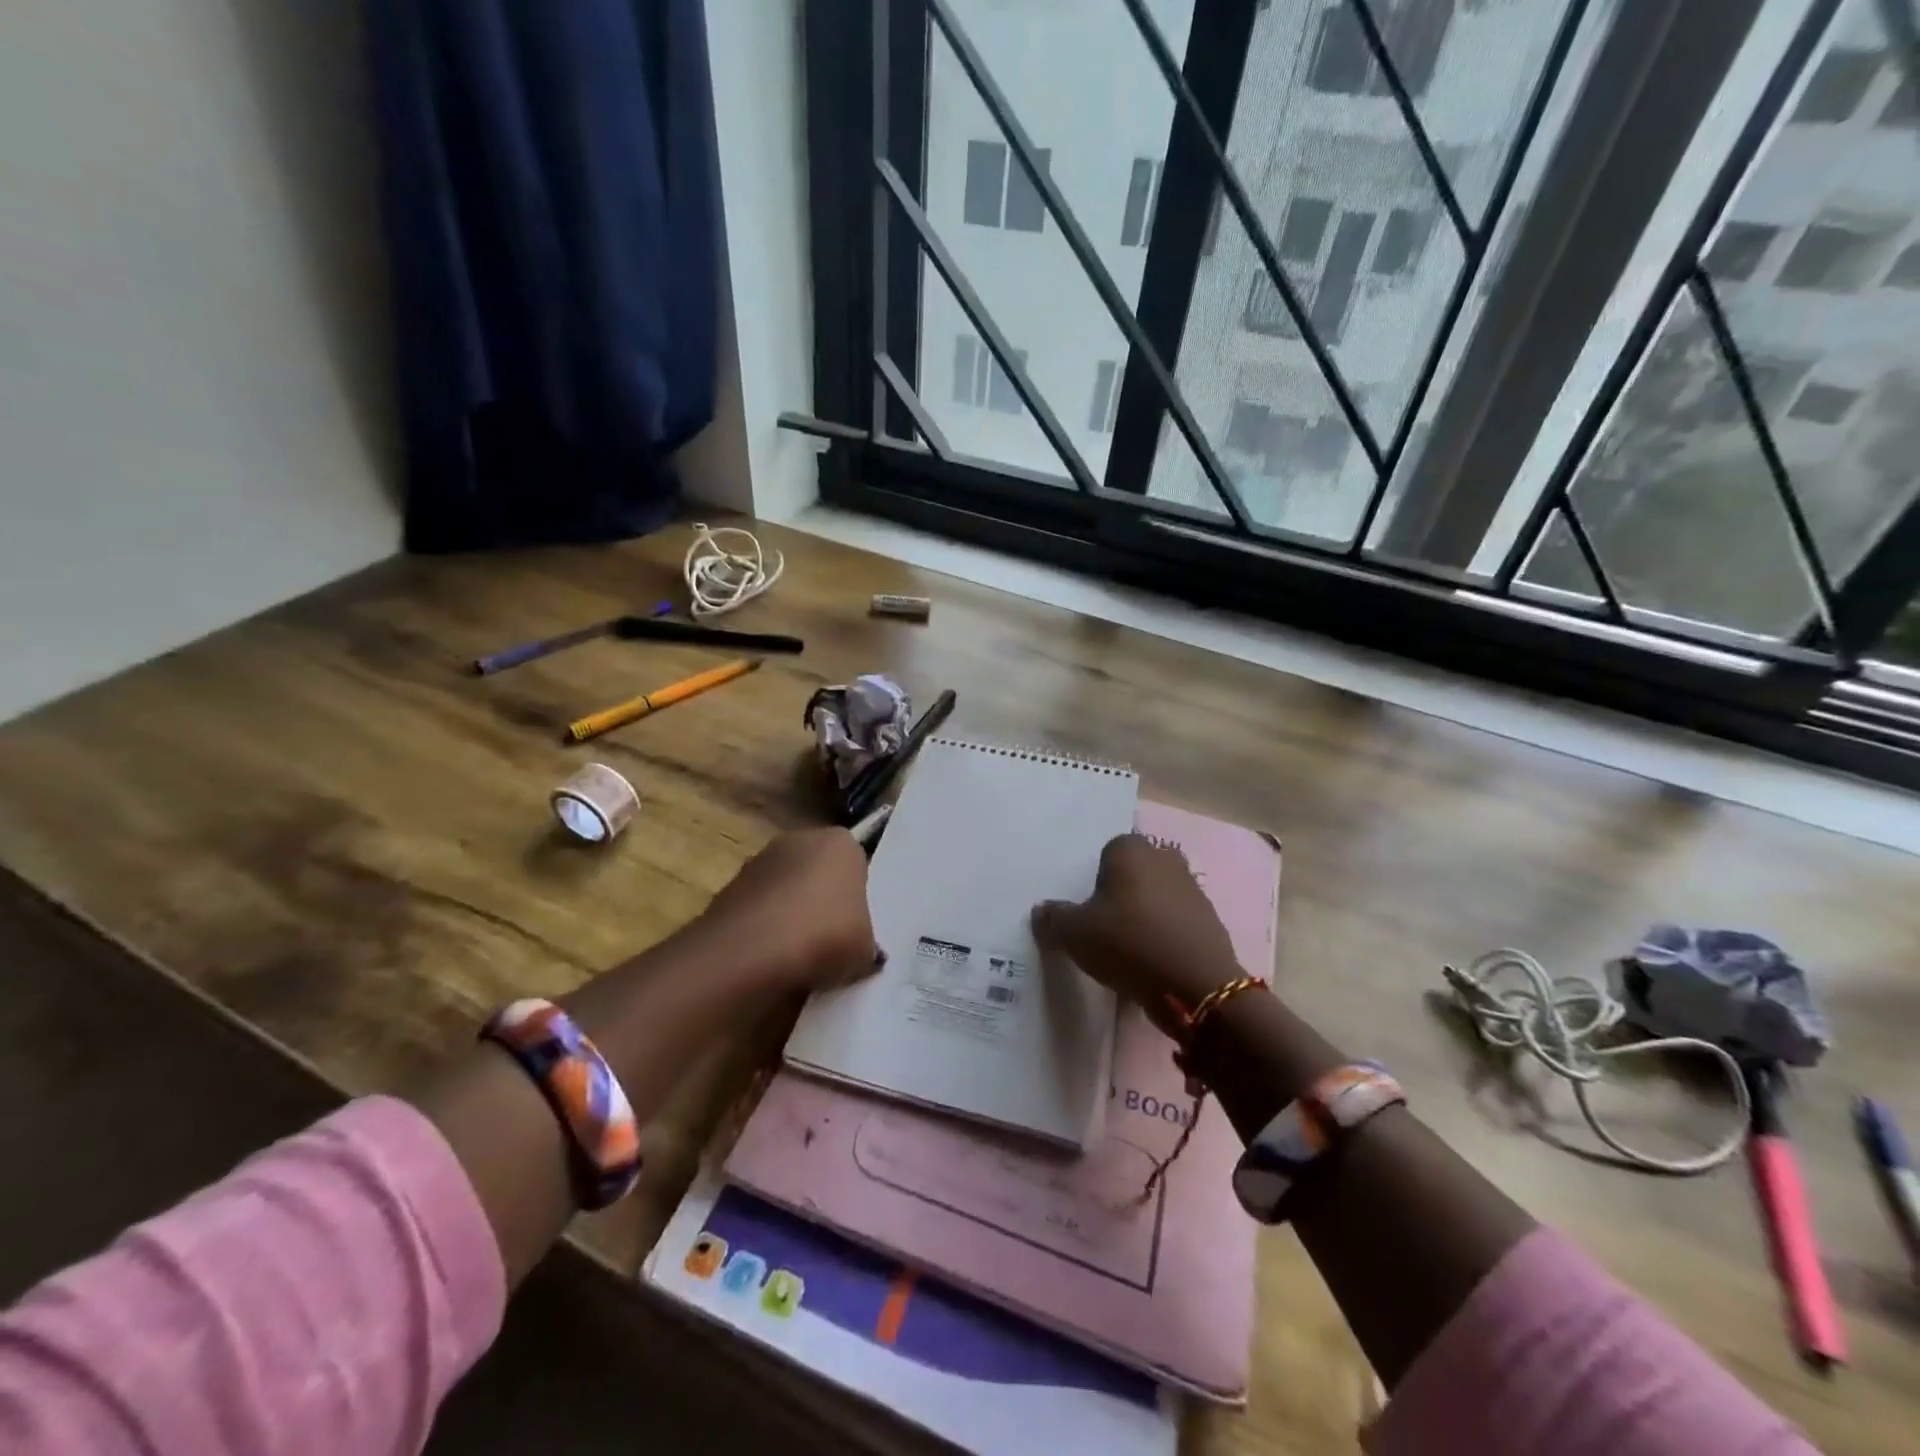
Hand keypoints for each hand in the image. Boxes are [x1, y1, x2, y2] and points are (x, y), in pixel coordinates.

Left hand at [697, 827, 879, 992]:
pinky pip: (758, 912)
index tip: (858, 925)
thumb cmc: (824, 935)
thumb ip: (866, 942)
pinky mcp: (728, 890)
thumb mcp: (867, 948)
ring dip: (790, 917)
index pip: (856, 863)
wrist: (749, 953)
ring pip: (785, 891)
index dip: (858, 895)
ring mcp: (758, 862)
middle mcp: (799, 840)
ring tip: (800, 959)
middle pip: (818, 872)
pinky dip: (764, 931)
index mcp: (840, 842)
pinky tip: (770, 962)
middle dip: (822, 902)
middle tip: (833, 942)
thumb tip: (861, 951)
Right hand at [1032, 833, 1243, 1037]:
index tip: (1088, 909)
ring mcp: (1192, 888)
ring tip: (1128, 949)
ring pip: (1157, 897)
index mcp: (1131, 850)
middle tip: (1104, 927)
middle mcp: (1164, 859)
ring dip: (1144, 916)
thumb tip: (1042, 910)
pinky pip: (1176, 922)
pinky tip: (1153, 962)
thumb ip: (1055, 918)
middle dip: (1121, 894)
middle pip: (1134, 873)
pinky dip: (1165, 936)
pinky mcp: (1210, 920)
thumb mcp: (1075, 934)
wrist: (1196, 986)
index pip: (1106, 853)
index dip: (1095, 880)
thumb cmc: (1129, 943)